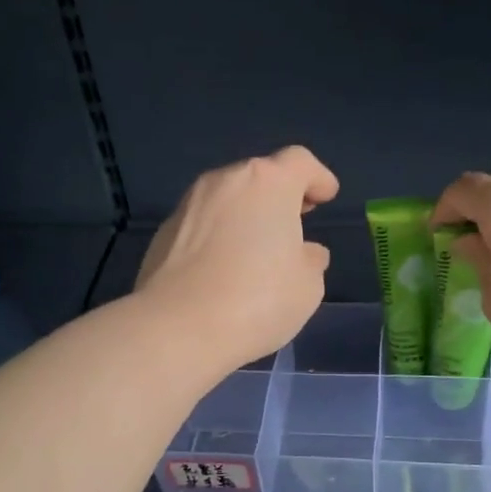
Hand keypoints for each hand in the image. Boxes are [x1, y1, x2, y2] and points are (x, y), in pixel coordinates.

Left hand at [136, 146, 338, 374]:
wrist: (178, 328)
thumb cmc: (257, 301)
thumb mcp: (307, 287)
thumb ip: (311, 261)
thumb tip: (305, 252)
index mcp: (268, 183)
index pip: (300, 163)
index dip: (317, 177)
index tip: (326, 196)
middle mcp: (224, 182)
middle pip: (259, 178)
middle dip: (279, 197)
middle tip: (294, 223)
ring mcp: (188, 206)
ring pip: (227, 200)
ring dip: (245, 216)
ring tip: (257, 251)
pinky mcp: (163, 234)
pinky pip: (202, 226)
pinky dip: (218, 237)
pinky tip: (223, 270)